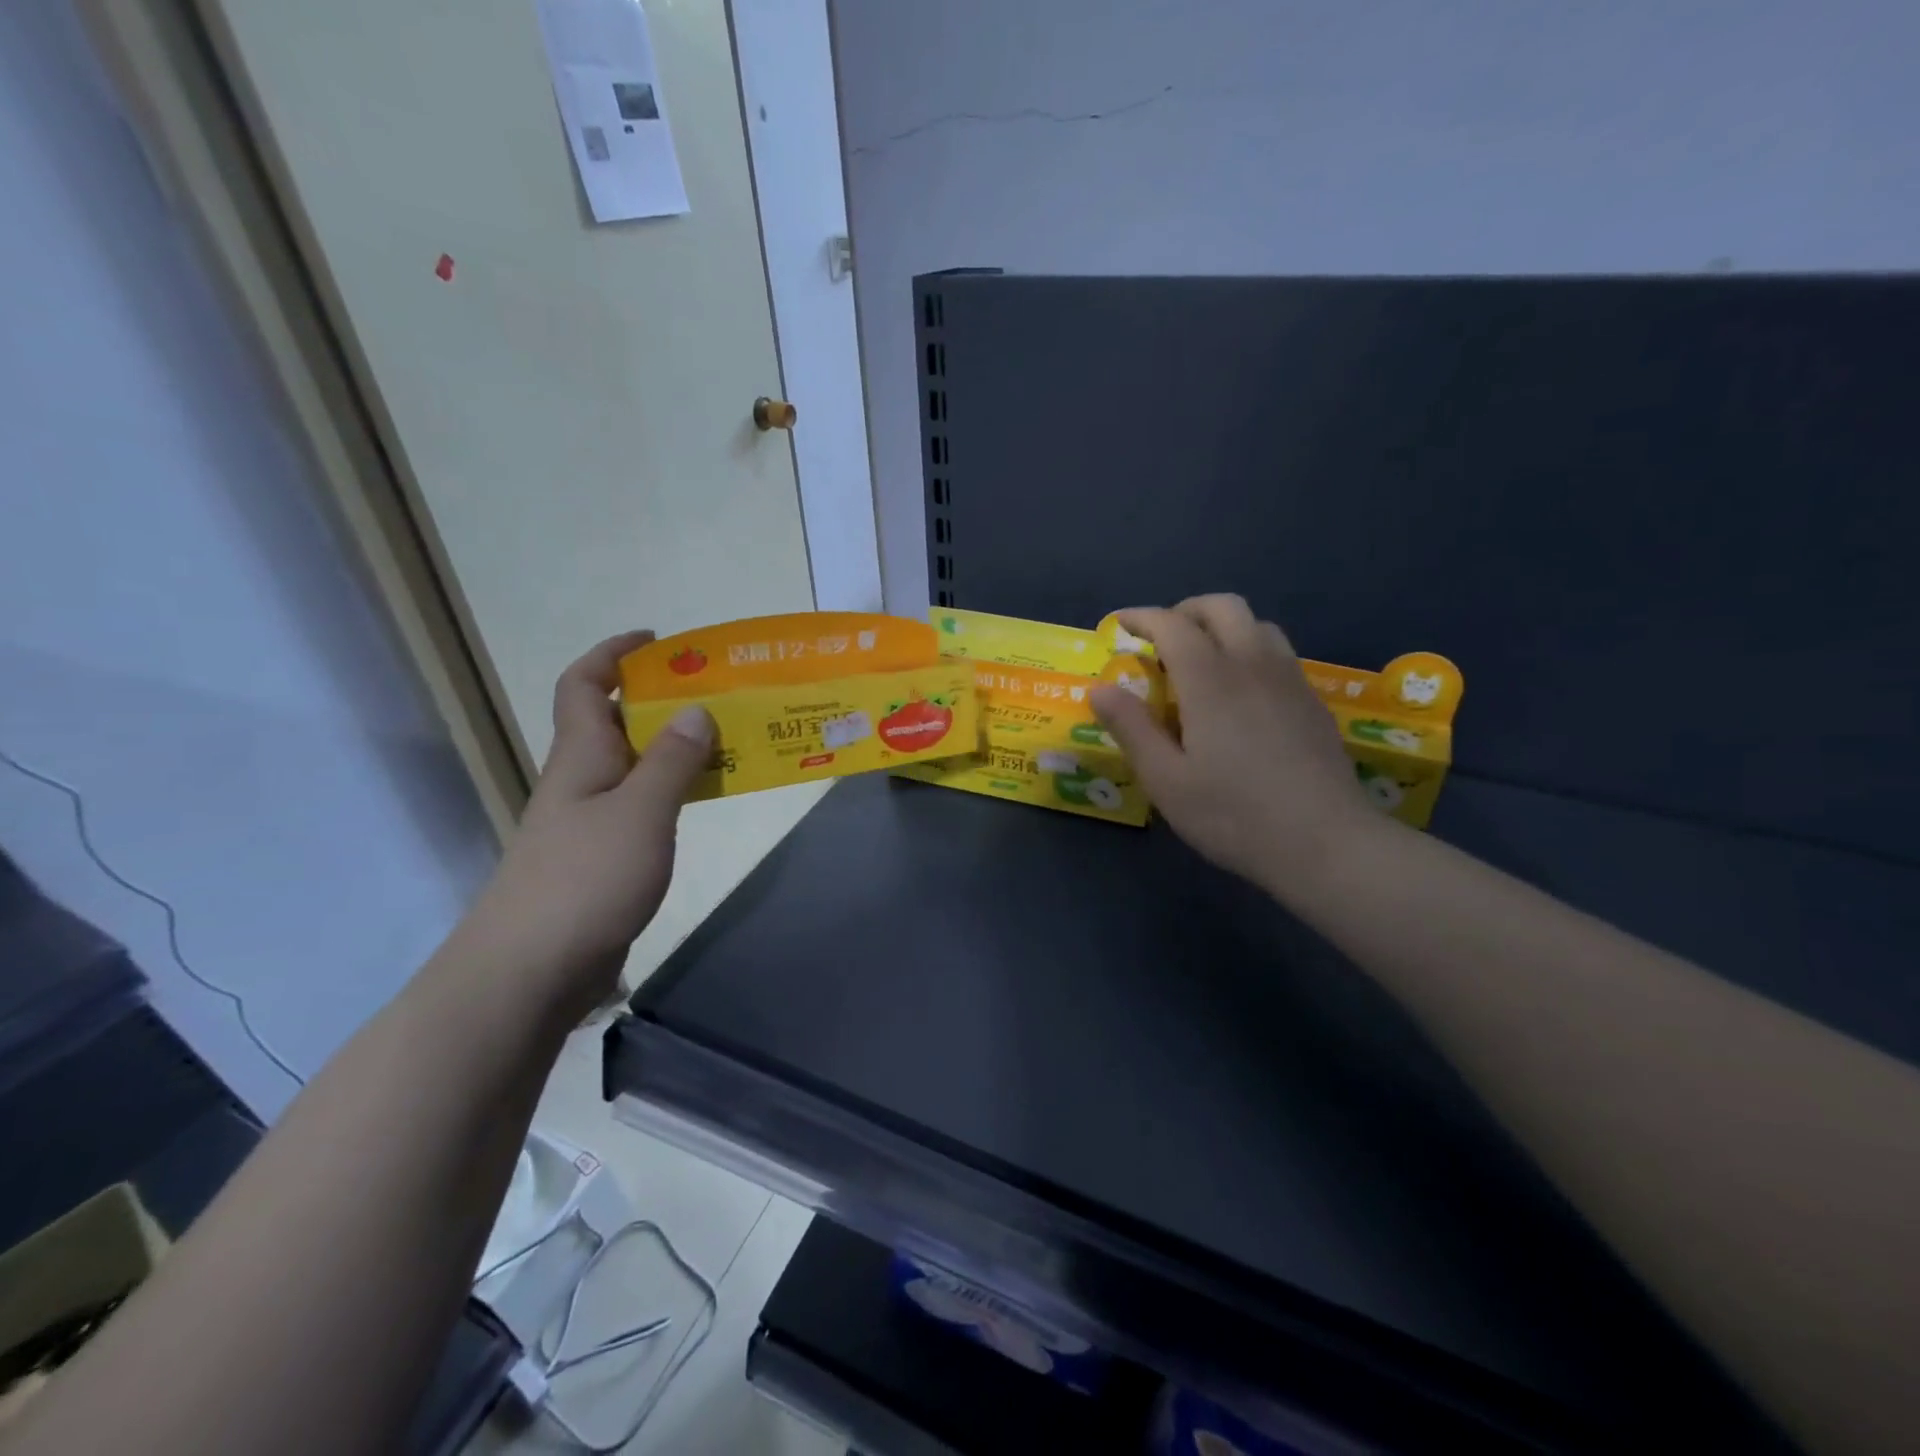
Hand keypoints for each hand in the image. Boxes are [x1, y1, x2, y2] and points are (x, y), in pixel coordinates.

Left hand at [460, 631, 712, 1021]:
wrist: (529, 973)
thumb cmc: (584, 880)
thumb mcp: (640, 812)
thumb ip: (671, 761)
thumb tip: (694, 709)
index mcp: (581, 757)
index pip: (584, 685)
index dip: (614, 654)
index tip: (659, 642)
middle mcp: (582, 781)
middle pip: (616, 723)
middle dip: (662, 701)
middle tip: (720, 696)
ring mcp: (589, 823)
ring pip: (634, 767)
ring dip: (675, 749)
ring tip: (729, 744)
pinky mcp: (602, 860)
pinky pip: (643, 807)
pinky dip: (673, 793)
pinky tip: (703, 802)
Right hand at [1090, 594, 1378, 898]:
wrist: (1326, 844)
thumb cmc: (1234, 815)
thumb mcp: (1165, 780)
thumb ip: (1131, 728)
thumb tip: (1100, 688)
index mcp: (1211, 680)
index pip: (1172, 625)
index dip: (1141, 617)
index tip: (1119, 626)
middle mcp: (1253, 665)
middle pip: (1222, 607)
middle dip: (1185, 611)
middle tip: (1161, 641)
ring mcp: (1290, 680)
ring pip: (1257, 624)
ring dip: (1222, 627)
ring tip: (1201, 662)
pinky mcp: (1312, 701)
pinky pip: (1278, 652)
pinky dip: (1250, 650)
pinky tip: (1241, 693)